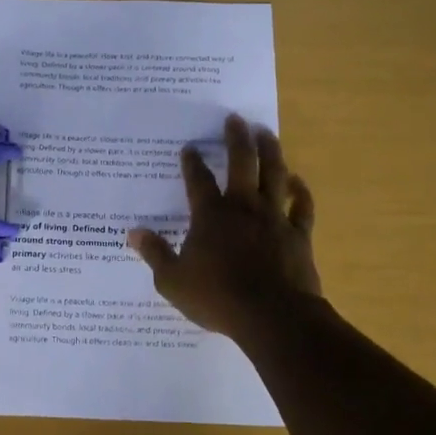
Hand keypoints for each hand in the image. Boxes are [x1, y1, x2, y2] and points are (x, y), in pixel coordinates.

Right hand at [129, 115, 322, 337]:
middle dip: (236, 138)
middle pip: (242, 163)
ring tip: (266, 132)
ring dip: (270, 151)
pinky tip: (297, 180)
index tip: (189, 147)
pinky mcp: (298, 234)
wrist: (272, 316)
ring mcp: (274, 218)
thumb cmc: (217, 298)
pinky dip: (300, 191)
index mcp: (211, 216)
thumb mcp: (173, 281)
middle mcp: (243, 207)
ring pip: (275, 175)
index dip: (192, 162)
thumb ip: (155, 254)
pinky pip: (301, 206)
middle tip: (235, 118)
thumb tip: (134, 233)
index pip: (198, 180)